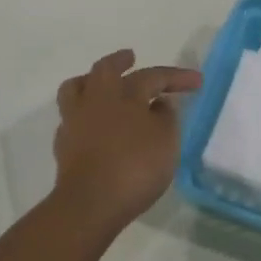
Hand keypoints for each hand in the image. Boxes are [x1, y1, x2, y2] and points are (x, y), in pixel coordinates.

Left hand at [52, 49, 202, 231]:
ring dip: (90, 81)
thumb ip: (166, 118)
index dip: (176, 77)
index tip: (197, 82)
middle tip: (130, 57)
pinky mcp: (63, 144)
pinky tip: (93, 123)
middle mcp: (96, 99)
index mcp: (124, 94)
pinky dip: (84, 113)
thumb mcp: (166, 142)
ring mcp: (75, 120)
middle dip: (120, 61)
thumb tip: (160, 103)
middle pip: (105, 69)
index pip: (153, 76)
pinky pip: (72, 117)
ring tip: (101, 84)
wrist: (89, 203)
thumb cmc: (134, 168)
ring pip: (77, 88)